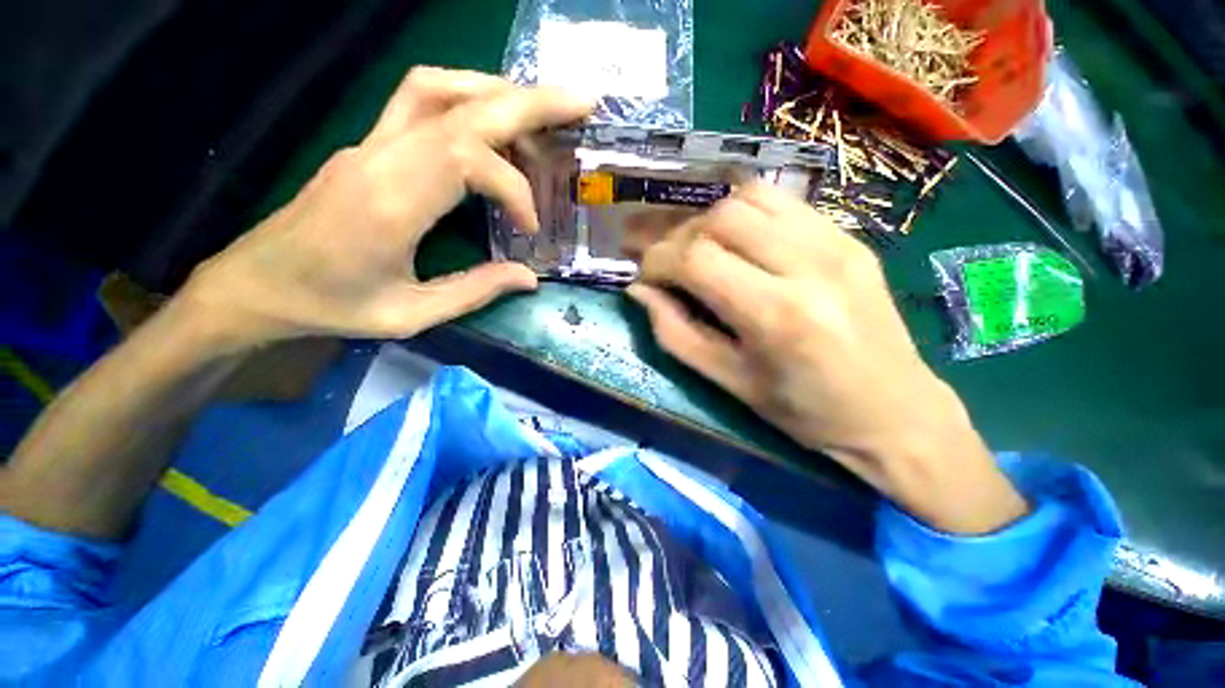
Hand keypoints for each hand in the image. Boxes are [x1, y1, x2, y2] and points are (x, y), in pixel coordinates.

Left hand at [179, 67, 592, 352]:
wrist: (256, 284)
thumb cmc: (329, 306)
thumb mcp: (410, 315)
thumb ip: (475, 291)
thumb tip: (528, 277)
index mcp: (390, 204)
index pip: (467, 159)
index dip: (514, 188)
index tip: (530, 227)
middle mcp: (381, 158)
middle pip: (462, 105)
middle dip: (529, 102)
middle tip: (580, 102)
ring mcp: (370, 144)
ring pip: (438, 87)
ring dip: (496, 91)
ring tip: (540, 113)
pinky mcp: (368, 145)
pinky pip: (419, 101)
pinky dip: (466, 98)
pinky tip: (492, 122)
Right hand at [627, 184, 1026, 533]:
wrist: (893, 412)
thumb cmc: (803, 411)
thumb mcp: (728, 381)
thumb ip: (675, 333)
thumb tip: (639, 291)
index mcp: (777, 315)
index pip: (697, 259)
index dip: (657, 261)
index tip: (644, 276)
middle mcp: (809, 265)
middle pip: (721, 218)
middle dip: (679, 236)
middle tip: (667, 263)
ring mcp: (836, 242)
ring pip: (750, 197)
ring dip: (709, 218)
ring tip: (698, 248)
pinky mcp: (849, 237)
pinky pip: (783, 202)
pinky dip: (744, 212)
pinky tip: (736, 239)